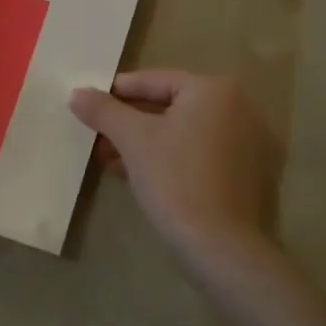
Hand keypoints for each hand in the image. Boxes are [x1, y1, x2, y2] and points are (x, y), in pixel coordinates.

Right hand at [69, 70, 276, 256]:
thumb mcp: (133, 139)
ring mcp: (248, 141)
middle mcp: (238, 107)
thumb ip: (103, 111)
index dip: (117, 92)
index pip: (155, 81)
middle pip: (170, 106)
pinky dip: (169, 157)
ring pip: (183, 132)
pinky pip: (198, 152)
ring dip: (145, 142)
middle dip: (129, 122)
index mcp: (214, 89)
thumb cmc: (175, 179)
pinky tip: (137, 174)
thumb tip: (77, 93)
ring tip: (109, 158)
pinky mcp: (246, 172)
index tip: (89, 104)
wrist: (219, 245)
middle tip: (96, 134)